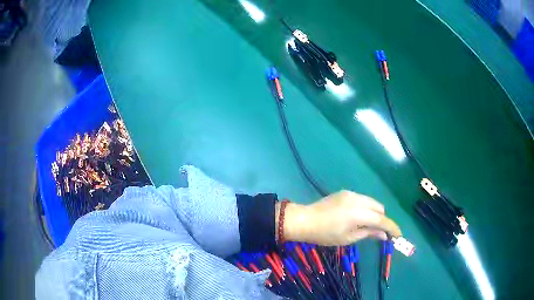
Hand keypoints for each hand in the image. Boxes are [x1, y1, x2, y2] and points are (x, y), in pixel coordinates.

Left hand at [278, 190, 401, 245]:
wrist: (305, 220)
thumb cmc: (325, 234)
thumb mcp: (348, 238)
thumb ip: (368, 234)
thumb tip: (384, 235)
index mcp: (359, 214)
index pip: (382, 220)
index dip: (392, 228)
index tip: (399, 235)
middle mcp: (359, 200)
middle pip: (380, 209)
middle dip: (383, 220)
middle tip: (380, 232)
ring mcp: (352, 193)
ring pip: (372, 202)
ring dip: (375, 213)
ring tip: (368, 225)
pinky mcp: (345, 192)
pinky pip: (363, 199)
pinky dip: (366, 207)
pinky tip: (357, 216)